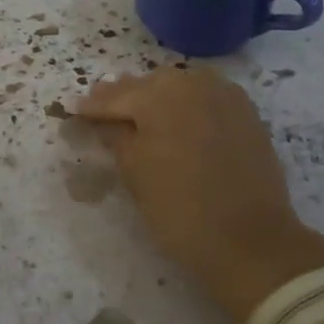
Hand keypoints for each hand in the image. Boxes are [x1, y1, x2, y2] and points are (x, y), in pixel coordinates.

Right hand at [75, 65, 323, 323]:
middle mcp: (193, 82)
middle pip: (148, 86)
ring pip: (178, 89)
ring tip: (138, 119)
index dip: (92, 107)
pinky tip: (176, 123)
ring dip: (157, 100)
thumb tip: (103, 120)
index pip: (115, 97)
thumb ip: (115, 136)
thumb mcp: (134, 172)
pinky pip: (205, 100)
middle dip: (125, 99)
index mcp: (159, 93)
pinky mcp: (246, 114)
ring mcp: (225, 95)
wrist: (251, 241)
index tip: (73, 110)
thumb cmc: (179, 207)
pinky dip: (186, 107)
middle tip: (102, 113)